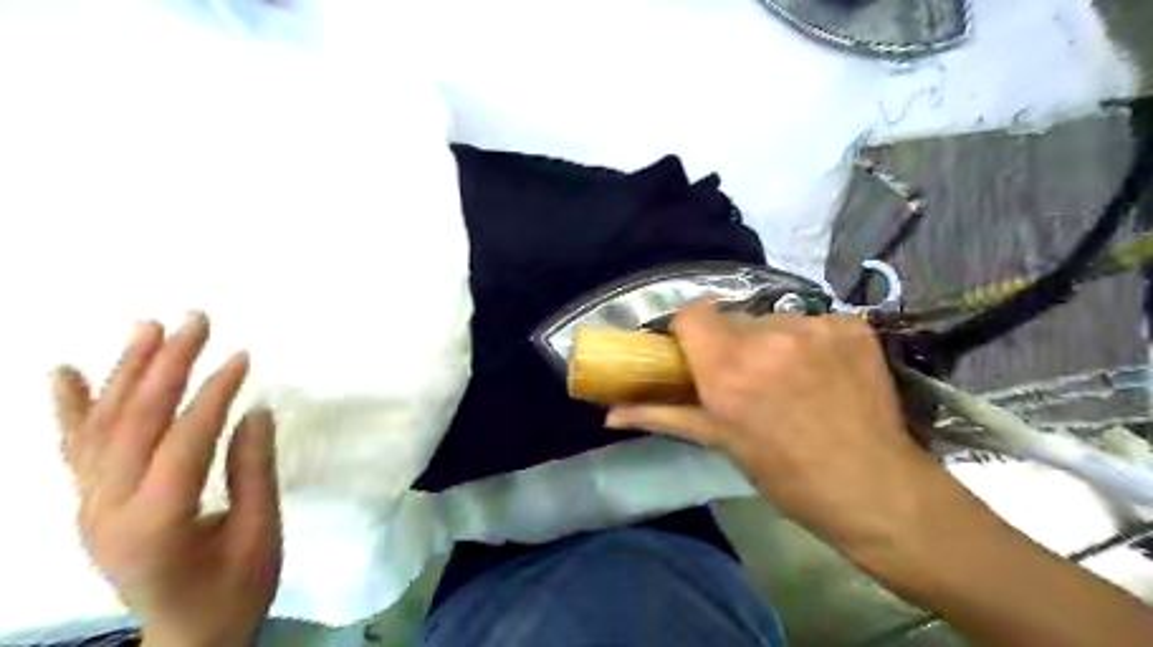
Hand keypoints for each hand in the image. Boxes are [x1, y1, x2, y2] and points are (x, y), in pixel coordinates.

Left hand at [53, 313, 283, 645]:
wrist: (190, 635)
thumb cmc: (236, 587)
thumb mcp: (261, 533)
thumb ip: (254, 471)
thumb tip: (255, 410)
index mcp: (157, 522)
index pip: (185, 439)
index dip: (215, 393)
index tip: (242, 356)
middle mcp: (107, 510)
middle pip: (134, 421)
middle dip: (167, 365)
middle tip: (196, 321)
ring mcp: (89, 507)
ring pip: (101, 426)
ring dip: (125, 371)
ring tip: (147, 327)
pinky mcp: (90, 504)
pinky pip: (74, 448)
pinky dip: (69, 408)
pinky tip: (64, 372)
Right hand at [607, 303, 960, 559]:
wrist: (874, 488)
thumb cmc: (786, 474)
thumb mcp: (719, 442)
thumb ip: (661, 415)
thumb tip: (610, 414)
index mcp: (729, 367)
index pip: (691, 314)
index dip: (688, 332)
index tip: (694, 353)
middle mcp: (770, 336)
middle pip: (731, 317)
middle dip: (730, 342)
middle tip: (743, 375)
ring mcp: (816, 326)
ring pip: (772, 319)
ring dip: (771, 342)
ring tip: (789, 378)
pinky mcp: (852, 325)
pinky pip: (813, 323)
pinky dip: (810, 342)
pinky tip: (822, 372)